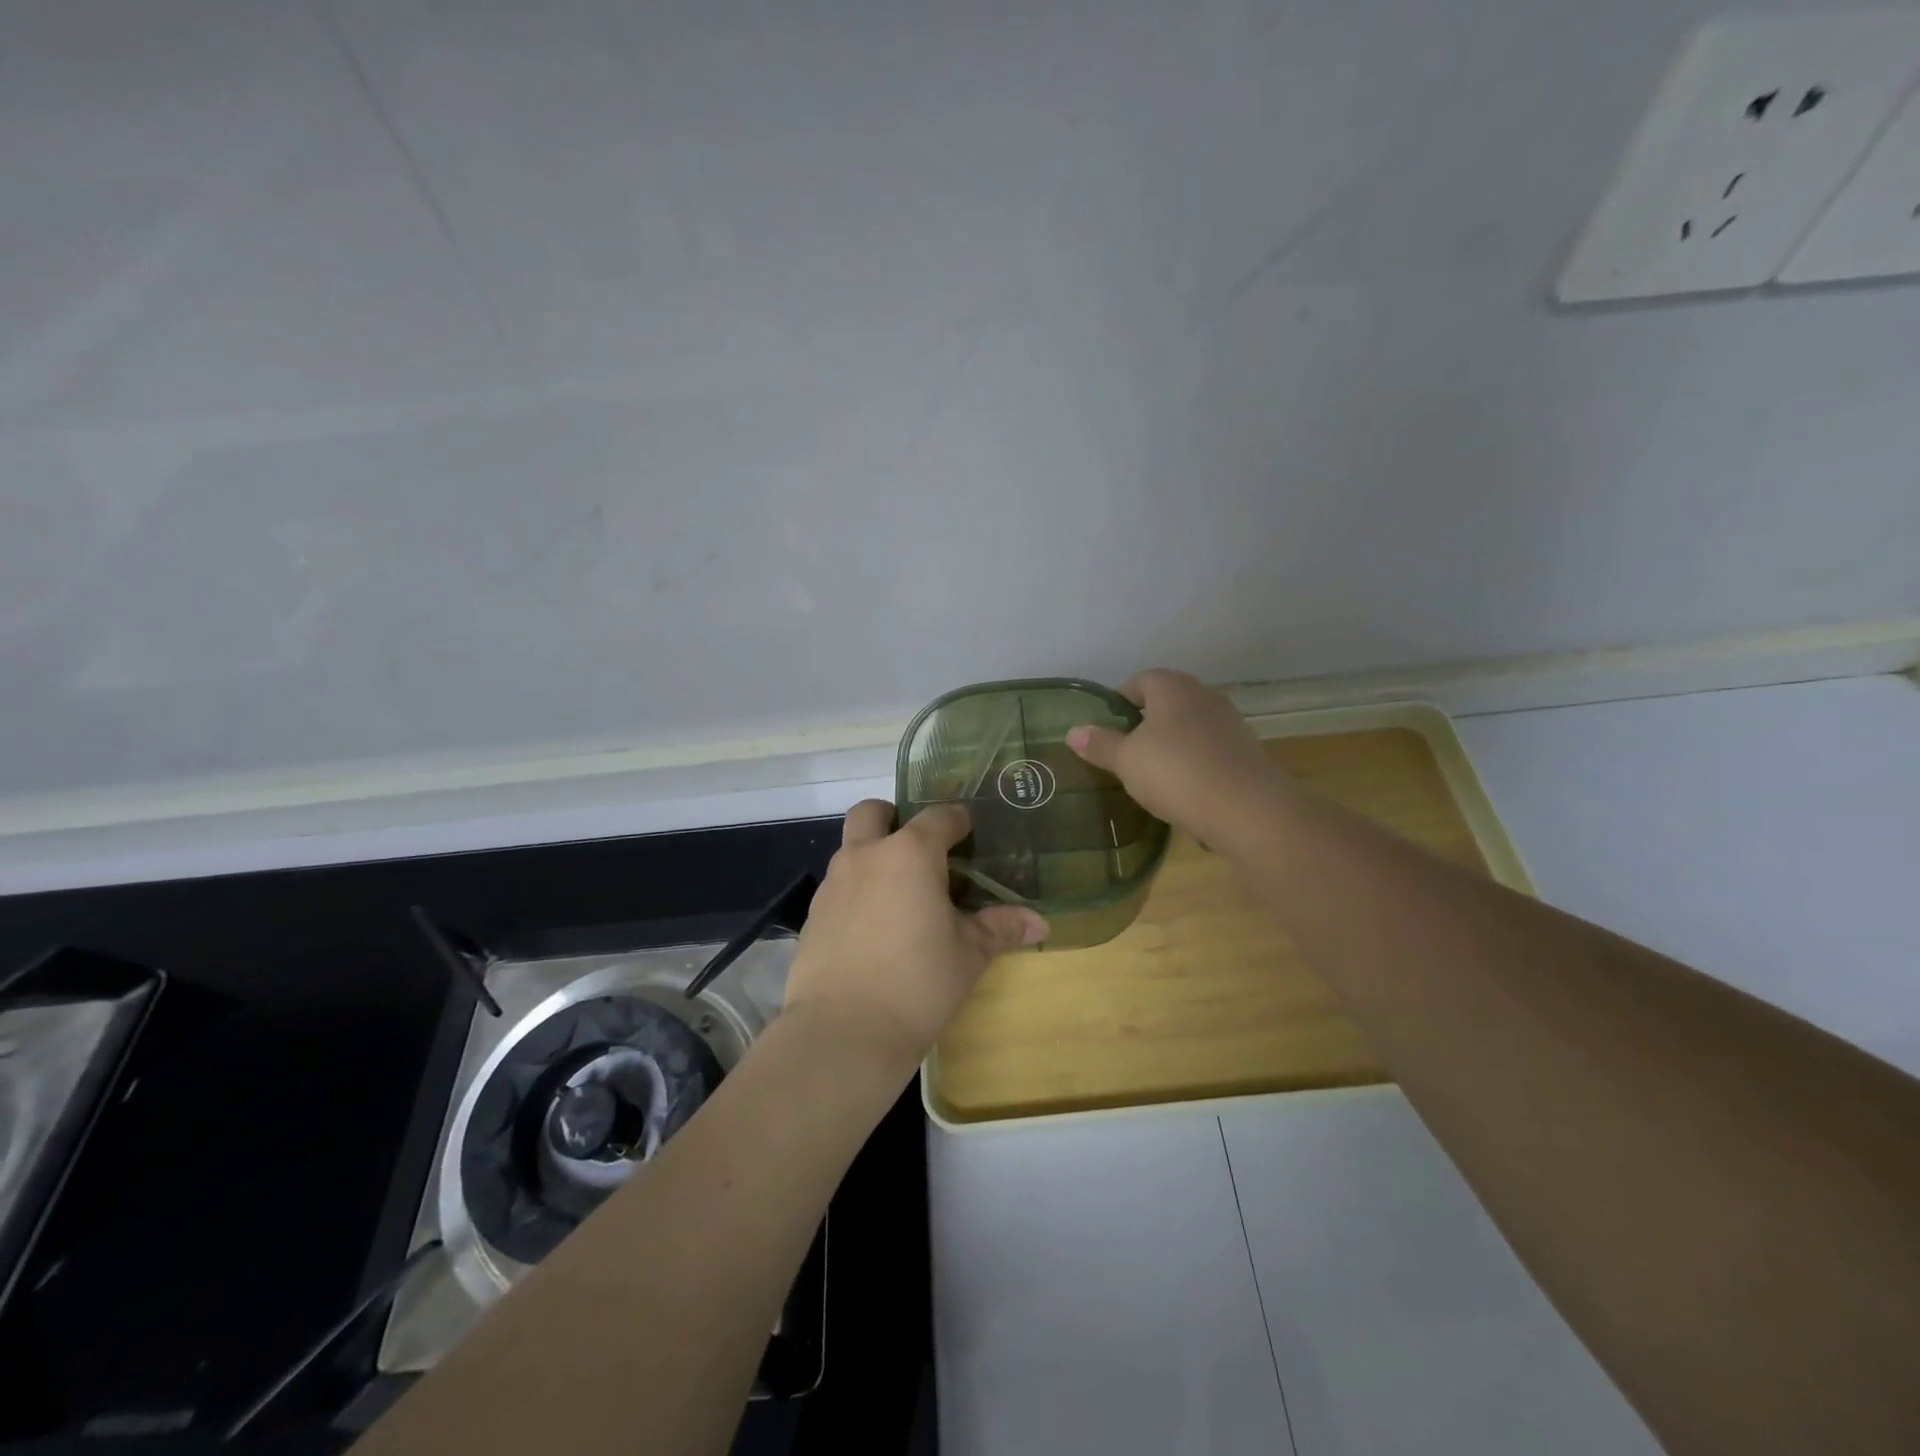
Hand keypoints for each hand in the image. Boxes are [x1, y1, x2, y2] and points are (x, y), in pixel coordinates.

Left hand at [784, 801, 1047, 1074]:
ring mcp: (833, 884)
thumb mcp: (969, 954)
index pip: (938, 817)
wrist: (843, 1032)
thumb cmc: (918, 983)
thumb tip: (1040, 923)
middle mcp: (866, 856)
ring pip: (851, 849)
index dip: (956, 820)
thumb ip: (1000, 928)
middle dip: (893, 817)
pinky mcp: (812, 916)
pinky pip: (838, 887)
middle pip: (872, 812)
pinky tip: (873, 930)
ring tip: (900, 896)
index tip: (968, 831)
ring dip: (873, 857)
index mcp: (910, 854)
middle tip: (918, 848)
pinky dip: (856, 893)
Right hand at [1066, 669, 1293, 849]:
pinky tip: (1184, 789)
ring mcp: (1229, 722)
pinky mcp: (1246, 751)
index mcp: (1172, 687)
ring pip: (1189, 725)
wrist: (1247, 810)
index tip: (1106, 728)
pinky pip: (1209, 749)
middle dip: (1145, 722)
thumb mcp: (1126, 761)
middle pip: (1166, 701)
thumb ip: (1100, 745)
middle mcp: (1203, 695)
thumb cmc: (1176, 773)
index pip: (1139, 681)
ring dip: (1171, 742)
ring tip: (1153, 772)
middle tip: (1125, 751)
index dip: (1119, 701)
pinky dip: (1194, 762)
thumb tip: (1073, 731)